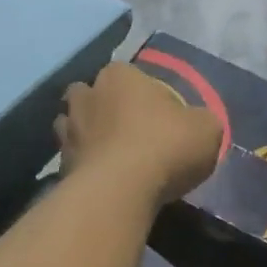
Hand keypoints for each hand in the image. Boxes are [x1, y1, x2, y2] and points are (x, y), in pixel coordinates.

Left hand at [56, 62, 221, 207]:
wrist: (119, 191)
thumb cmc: (165, 147)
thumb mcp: (206, 129)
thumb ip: (200, 120)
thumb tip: (195, 125)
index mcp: (120, 75)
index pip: (129, 74)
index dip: (144, 93)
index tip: (159, 116)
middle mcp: (87, 95)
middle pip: (93, 95)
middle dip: (105, 108)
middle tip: (129, 131)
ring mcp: (68, 130)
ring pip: (74, 125)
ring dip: (88, 136)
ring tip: (111, 157)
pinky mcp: (59, 164)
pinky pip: (72, 159)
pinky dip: (83, 166)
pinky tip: (103, 181)